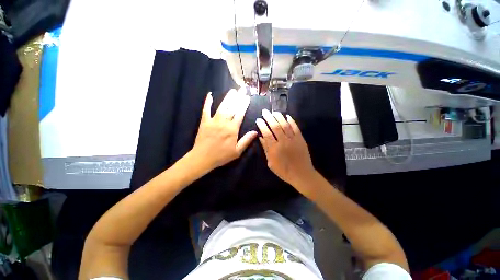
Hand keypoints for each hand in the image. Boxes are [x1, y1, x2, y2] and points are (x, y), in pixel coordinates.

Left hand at [191, 89, 256, 171]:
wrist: (203, 158)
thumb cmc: (221, 156)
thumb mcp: (237, 151)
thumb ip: (246, 141)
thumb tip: (255, 132)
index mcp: (232, 129)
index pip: (240, 114)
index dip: (244, 105)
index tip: (247, 97)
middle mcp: (224, 122)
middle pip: (232, 108)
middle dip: (238, 98)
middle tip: (242, 89)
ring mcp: (213, 121)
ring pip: (222, 107)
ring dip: (227, 98)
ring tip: (232, 91)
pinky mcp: (204, 122)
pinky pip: (206, 110)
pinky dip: (207, 102)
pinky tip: (209, 95)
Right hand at [256, 109, 315, 191]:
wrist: (301, 174)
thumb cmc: (284, 171)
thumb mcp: (271, 162)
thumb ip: (266, 149)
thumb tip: (260, 137)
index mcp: (274, 149)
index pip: (266, 133)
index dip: (262, 125)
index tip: (258, 119)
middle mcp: (283, 142)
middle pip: (275, 126)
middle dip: (269, 117)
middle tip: (264, 111)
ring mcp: (293, 139)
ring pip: (285, 125)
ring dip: (279, 117)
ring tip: (274, 112)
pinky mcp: (301, 139)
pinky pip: (296, 128)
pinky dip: (292, 121)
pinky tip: (287, 116)